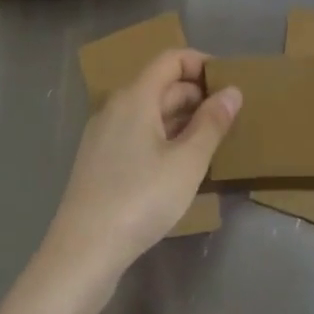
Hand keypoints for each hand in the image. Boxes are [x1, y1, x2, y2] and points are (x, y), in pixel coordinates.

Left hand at [39, 49, 240, 295]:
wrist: (82, 254)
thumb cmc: (140, 199)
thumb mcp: (187, 162)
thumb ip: (212, 123)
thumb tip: (232, 91)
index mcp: (135, 97)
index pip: (171, 59)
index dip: (201, 63)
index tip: (228, 84)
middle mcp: (115, 108)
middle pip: (161, 85)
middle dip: (196, 95)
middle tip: (229, 118)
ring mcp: (103, 136)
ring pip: (150, 112)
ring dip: (182, 119)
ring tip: (212, 142)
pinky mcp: (99, 162)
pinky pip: (138, 134)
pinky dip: (163, 138)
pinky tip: (181, 166)